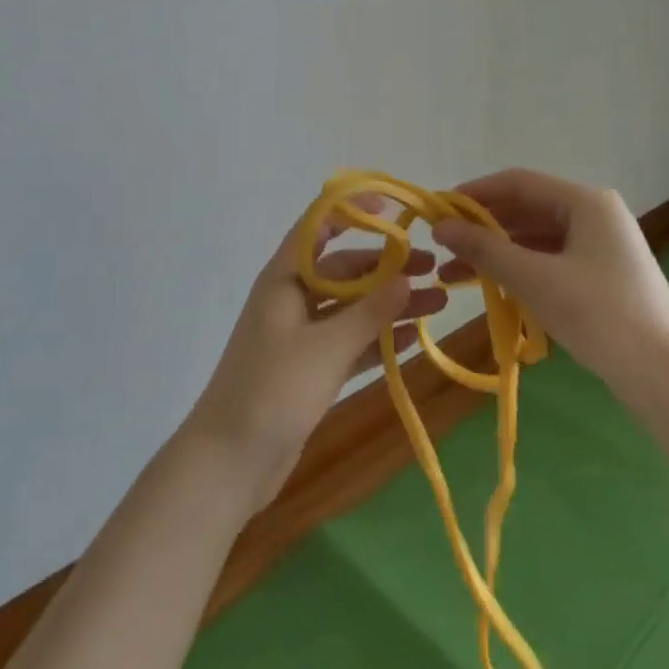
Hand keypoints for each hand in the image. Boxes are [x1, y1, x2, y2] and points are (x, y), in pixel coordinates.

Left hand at [185, 195, 446, 509]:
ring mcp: (300, 336)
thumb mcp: (326, 347)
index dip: (352, 210)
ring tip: (439, 303)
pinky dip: (378, 339)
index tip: (393, 207)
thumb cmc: (273, 390)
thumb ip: (370, 312)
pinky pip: (349, 343)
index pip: (318, 227)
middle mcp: (292, 299)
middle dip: (386, 266)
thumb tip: (408, 278)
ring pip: (352, 308)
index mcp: (285, 279)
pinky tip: (414, 339)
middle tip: (432, 269)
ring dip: (390, 305)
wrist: (230, 462)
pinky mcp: (309, 369)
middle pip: (344, 269)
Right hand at [431, 168, 668, 381]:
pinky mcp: (602, 276)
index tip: (437, 210)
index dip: (474, 193)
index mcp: (586, 202)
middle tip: (442, 247)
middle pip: (527, 209)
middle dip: (482, 228)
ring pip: (536, 238)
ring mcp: (601, 247)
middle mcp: (595, 215)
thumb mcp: (534, 279)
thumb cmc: (599, 314)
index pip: (518, 182)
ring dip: (496, 253)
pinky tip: (492, 288)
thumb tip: (440, 227)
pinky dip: (519, 270)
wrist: (666, 377)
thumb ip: (485, 249)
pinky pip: (550, 260)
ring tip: (454, 275)